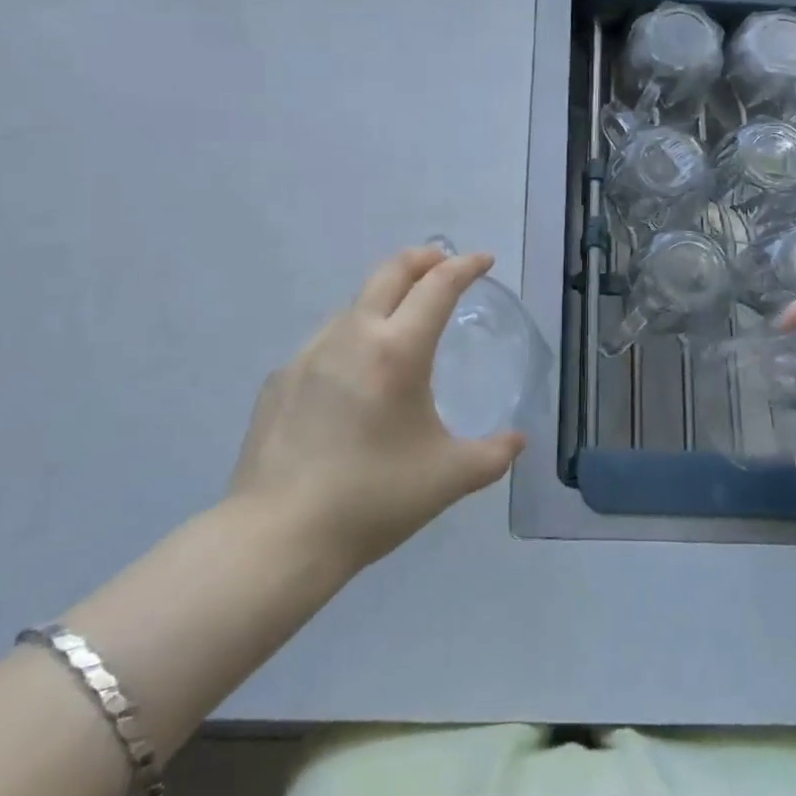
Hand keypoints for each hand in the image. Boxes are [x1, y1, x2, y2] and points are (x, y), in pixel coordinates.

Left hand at [225, 247, 524, 568]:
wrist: (277, 537)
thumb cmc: (373, 500)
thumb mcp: (449, 478)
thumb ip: (493, 455)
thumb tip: (518, 440)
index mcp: (398, 351)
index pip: (438, 286)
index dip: (465, 266)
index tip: (483, 260)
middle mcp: (352, 336)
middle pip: (390, 272)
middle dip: (423, 258)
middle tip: (443, 262)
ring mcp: (308, 354)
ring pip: (354, 305)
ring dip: (384, 300)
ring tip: (400, 328)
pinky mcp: (280, 378)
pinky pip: (324, 343)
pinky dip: (350, 340)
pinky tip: (352, 381)